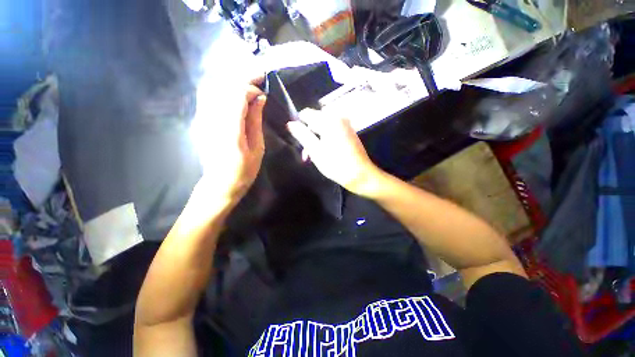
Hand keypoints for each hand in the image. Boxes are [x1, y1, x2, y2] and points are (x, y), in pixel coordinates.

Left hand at [189, 76, 266, 205]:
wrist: (220, 184)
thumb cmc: (243, 170)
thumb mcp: (257, 148)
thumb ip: (256, 121)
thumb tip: (260, 99)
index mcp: (230, 129)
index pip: (236, 94)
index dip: (250, 88)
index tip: (263, 93)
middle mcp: (212, 119)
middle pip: (223, 86)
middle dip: (242, 79)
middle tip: (258, 77)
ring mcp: (202, 119)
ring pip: (214, 87)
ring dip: (232, 82)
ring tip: (247, 85)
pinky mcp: (200, 121)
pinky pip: (209, 96)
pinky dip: (223, 90)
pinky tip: (234, 94)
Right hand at [287, 109, 380, 195]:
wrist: (360, 175)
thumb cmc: (336, 164)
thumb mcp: (315, 151)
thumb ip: (302, 135)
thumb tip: (290, 124)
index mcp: (329, 120)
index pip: (306, 113)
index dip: (299, 126)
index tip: (299, 141)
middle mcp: (338, 117)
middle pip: (315, 120)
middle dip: (309, 134)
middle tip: (307, 152)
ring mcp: (345, 124)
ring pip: (323, 126)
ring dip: (316, 138)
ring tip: (315, 155)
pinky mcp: (349, 131)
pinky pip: (332, 129)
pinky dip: (326, 138)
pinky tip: (325, 151)